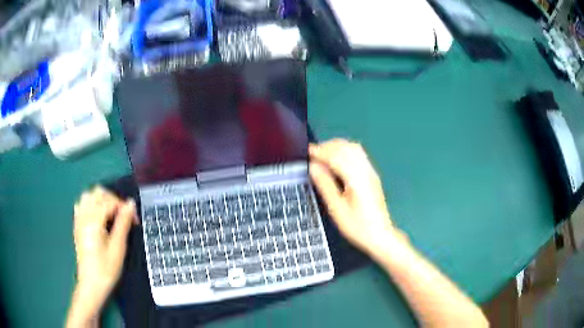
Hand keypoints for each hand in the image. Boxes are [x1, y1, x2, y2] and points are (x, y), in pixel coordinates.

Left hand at [71, 186, 136, 317]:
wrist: (91, 285)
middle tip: (123, 216)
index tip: (135, 221)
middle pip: (98, 193)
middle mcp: (84, 215)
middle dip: (113, 200)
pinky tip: (97, 216)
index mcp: (94, 220)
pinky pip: (81, 205)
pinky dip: (90, 205)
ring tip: (111, 214)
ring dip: (101, 200)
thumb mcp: (118, 248)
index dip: (124, 207)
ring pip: (88, 196)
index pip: (110, 201)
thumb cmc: (106, 270)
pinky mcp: (77, 226)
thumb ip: (123, 223)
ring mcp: (79, 220)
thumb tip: (130, 204)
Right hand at [309, 139, 404, 255]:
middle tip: (313, 153)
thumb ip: (325, 185)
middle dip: (328, 146)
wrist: (380, 235)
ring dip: (337, 147)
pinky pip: (359, 154)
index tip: (307, 151)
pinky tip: (338, 159)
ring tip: (323, 154)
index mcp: (356, 179)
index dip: (321, 151)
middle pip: (347, 148)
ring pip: (354, 148)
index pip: (337, 156)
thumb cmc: (357, 226)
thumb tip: (313, 167)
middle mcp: (366, 171)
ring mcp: (371, 172)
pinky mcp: (372, 175)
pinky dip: (345, 151)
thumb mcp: (337, 209)